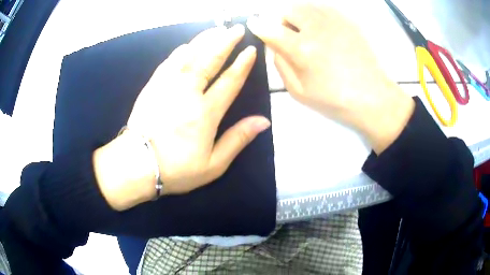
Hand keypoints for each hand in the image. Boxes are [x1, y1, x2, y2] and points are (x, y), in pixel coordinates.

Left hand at [127, 25, 269, 194]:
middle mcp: (188, 92)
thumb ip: (238, 139)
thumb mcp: (214, 164)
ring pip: (189, 55)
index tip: (251, 50)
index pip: (229, 81)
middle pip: (210, 59)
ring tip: (216, 30)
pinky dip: (180, 51)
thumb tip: (263, 121)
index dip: (242, 64)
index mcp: (206, 112)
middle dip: (225, 42)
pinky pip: (168, 62)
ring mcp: (167, 86)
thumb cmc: (177, 169)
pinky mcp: (152, 86)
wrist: (137, 166)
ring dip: (204, 40)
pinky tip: (187, 45)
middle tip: (236, 29)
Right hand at [247, 3, 414, 152]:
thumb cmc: (335, 99)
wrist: (373, 97)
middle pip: (289, 10)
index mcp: (302, 48)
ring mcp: (335, 21)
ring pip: (306, 6)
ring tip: (310, 34)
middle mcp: (317, 27)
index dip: (258, 25)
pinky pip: (324, 9)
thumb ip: (280, 64)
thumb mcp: (299, 91)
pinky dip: (317, 16)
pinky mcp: (349, 21)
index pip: (270, 27)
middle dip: (284, 21)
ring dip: (301, 17)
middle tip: (292, 37)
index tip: (255, 25)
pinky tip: (326, 32)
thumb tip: (273, 44)